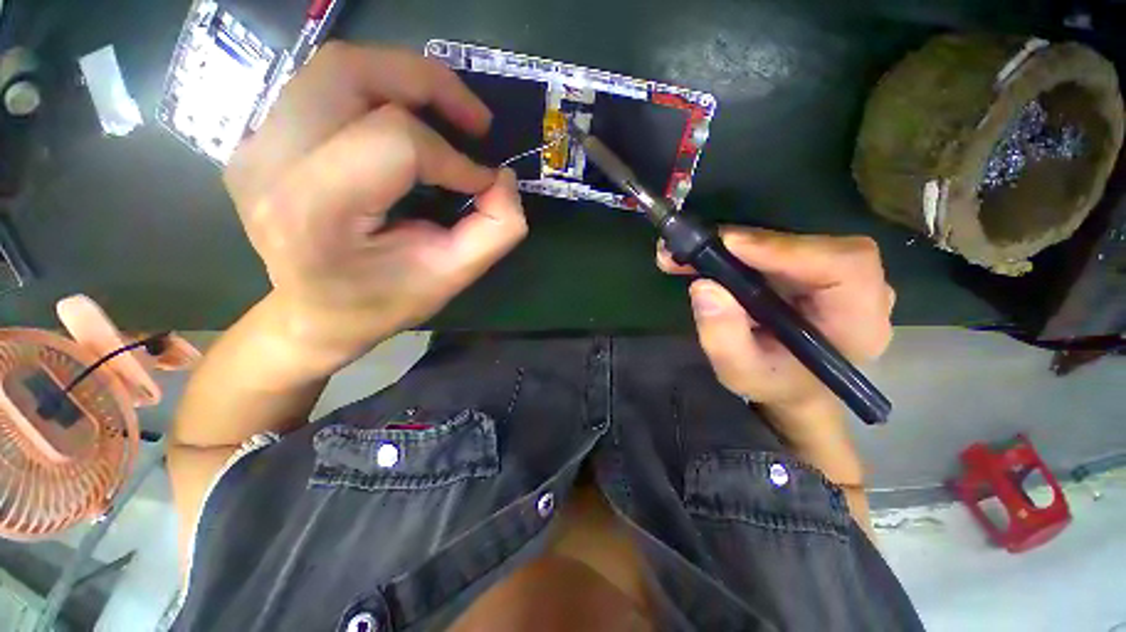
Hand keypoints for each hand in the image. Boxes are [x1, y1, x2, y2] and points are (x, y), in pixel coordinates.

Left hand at [223, 43, 526, 371]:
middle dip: (428, 83)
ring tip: (446, 115)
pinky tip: (407, 124)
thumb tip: (504, 179)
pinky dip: (379, 92)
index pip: (394, 141)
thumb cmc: (383, 302)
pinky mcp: (261, 138)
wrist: (315, 315)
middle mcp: (272, 162)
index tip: (483, 182)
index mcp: (315, 210)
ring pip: (336, 67)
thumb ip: (495, 231)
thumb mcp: (452, 278)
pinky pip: (325, 87)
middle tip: (474, 120)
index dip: (453, 157)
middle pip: (351, 73)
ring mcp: (256, 144)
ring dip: (405, 80)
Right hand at [657, 228, 894, 414]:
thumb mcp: (740, 373)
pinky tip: (706, 254)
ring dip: (735, 244)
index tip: (730, 246)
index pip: (844, 267)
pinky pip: (778, 246)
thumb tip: (703, 286)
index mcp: (858, 324)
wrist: (791, 385)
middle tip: (692, 247)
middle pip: (812, 246)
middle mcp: (860, 290)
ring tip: (688, 254)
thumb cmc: (773, 383)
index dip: (787, 249)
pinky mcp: (813, 266)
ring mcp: (838, 274)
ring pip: (790, 241)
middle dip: (747, 244)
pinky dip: (738, 248)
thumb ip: (724, 338)